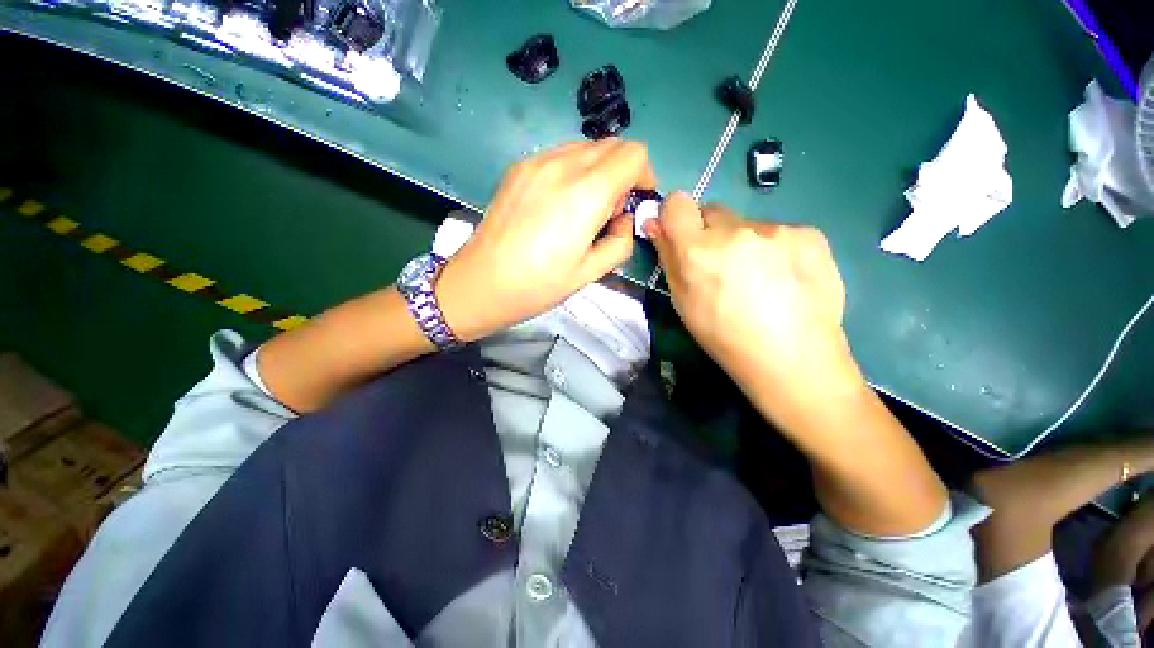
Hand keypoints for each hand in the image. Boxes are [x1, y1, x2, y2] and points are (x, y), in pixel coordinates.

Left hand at [437, 140, 654, 340]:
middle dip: (623, 173)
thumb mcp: (590, 273)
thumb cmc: (538, 285)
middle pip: (611, 145)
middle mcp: (563, 165)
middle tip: (609, 212)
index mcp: (586, 193)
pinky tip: (558, 204)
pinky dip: (573, 171)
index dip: (644, 175)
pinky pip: (560, 155)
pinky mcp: (518, 167)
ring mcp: (536, 161)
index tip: (636, 201)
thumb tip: (622, 220)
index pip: (633, 154)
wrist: (480, 282)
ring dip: (598, 171)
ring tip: (582, 209)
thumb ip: (620, 242)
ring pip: (585, 147)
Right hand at [646, 194, 861, 416]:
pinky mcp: (809, 233)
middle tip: (722, 267)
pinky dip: (776, 249)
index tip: (681, 235)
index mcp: (698, 251)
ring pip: (747, 224)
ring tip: (760, 280)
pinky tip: (785, 279)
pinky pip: (779, 233)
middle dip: (710, 233)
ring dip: (744, 243)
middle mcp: (735, 231)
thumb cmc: (724, 337)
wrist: (793, 358)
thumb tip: (655, 224)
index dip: (675, 216)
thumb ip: (668, 258)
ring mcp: (776, 229)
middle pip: (712, 211)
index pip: (676, 203)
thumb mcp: (683, 302)